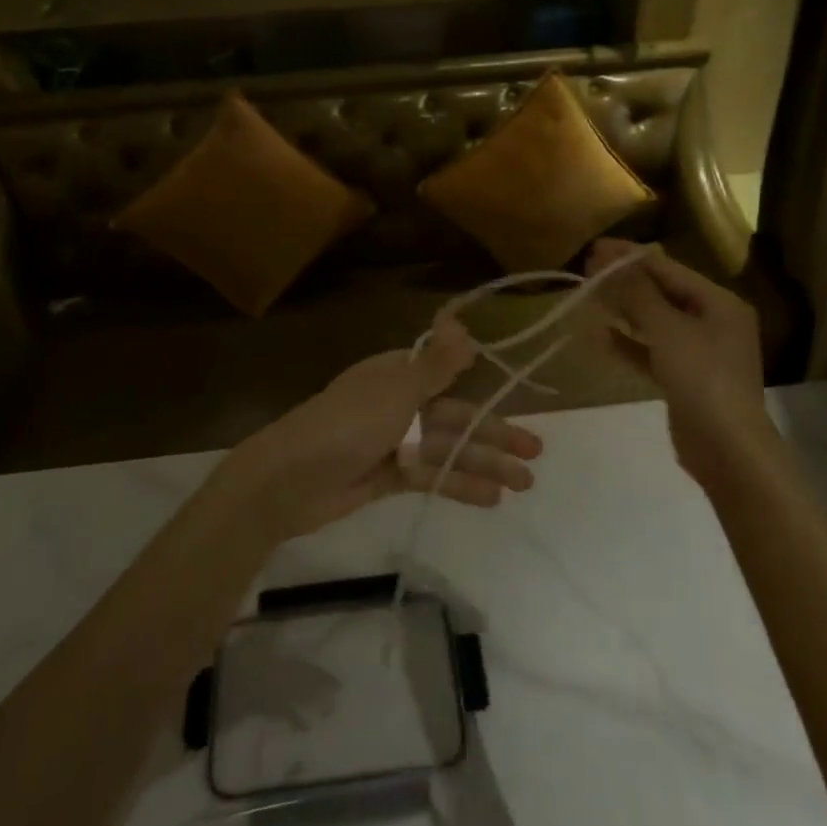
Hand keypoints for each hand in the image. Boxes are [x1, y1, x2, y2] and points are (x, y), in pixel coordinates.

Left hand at [215, 319, 544, 540]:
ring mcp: (392, 442)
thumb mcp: (396, 391)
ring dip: (484, 463)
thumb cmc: (346, 425)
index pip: (446, 374)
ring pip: (447, 450)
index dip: (482, 384)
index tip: (517, 394)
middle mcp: (397, 404)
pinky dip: (458, 485)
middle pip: (454, 416)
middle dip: (493, 432)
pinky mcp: (387, 477)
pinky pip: (430, 477)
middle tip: (536, 451)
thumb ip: (436, 365)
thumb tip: (465, 326)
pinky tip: (491, 499)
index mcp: (396, 374)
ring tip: (525, 482)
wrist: (289, 480)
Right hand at [585, 239, 778, 485]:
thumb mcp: (667, 330)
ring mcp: (700, 352)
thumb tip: (609, 262)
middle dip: (625, 282)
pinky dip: (628, 343)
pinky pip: (652, 351)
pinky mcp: (685, 379)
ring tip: (589, 299)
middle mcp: (713, 322)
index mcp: (719, 303)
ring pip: (655, 322)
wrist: (727, 448)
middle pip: (663, 293)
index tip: (594, 250)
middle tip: (586, 272)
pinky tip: (600, 337)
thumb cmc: (702, 378)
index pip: (668, 269)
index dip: (630, 258)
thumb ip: (637, 294)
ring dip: (624, 311)